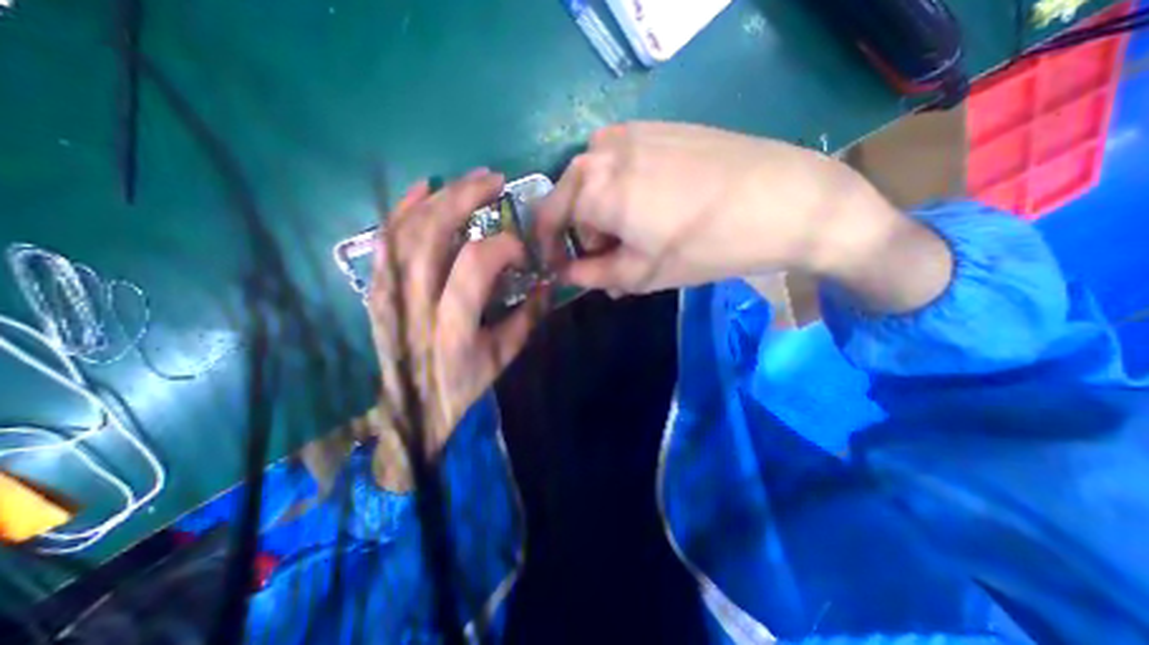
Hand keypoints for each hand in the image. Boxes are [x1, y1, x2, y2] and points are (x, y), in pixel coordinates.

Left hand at [369, 168, 545, 455]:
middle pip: (433, 234)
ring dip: (439, 198)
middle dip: (465, 198)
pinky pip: (385, 241)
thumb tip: (547, 282)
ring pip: (407, 230)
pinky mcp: (378, 290)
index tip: (522, 252)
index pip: (475, 265)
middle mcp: (415, 305)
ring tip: (468, 180)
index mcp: (453, 327)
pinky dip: (402, 210)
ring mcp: (389, 294)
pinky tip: (422, 190)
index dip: (504, 246)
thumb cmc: (463, 386)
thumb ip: (528, 318)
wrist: (411, 409)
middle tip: (494, 180)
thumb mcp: (504, 358)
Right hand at [534, 121, 900, 295]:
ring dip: (605, 216)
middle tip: (610, 265)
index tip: (561, 268)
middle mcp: (601, 150)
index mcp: (591, 186)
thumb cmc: (704, 245)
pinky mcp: (658, 127)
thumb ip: (590, 275)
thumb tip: (563, 273)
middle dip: (584, 236)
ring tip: (635, 243)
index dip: (550, 249)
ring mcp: (631, 132)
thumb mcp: (639, 274)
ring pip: (597, 183)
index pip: (546, 219)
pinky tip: (653, 211)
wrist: (784, 199)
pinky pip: (621, 165)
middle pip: (571, 200)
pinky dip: (624, 193)